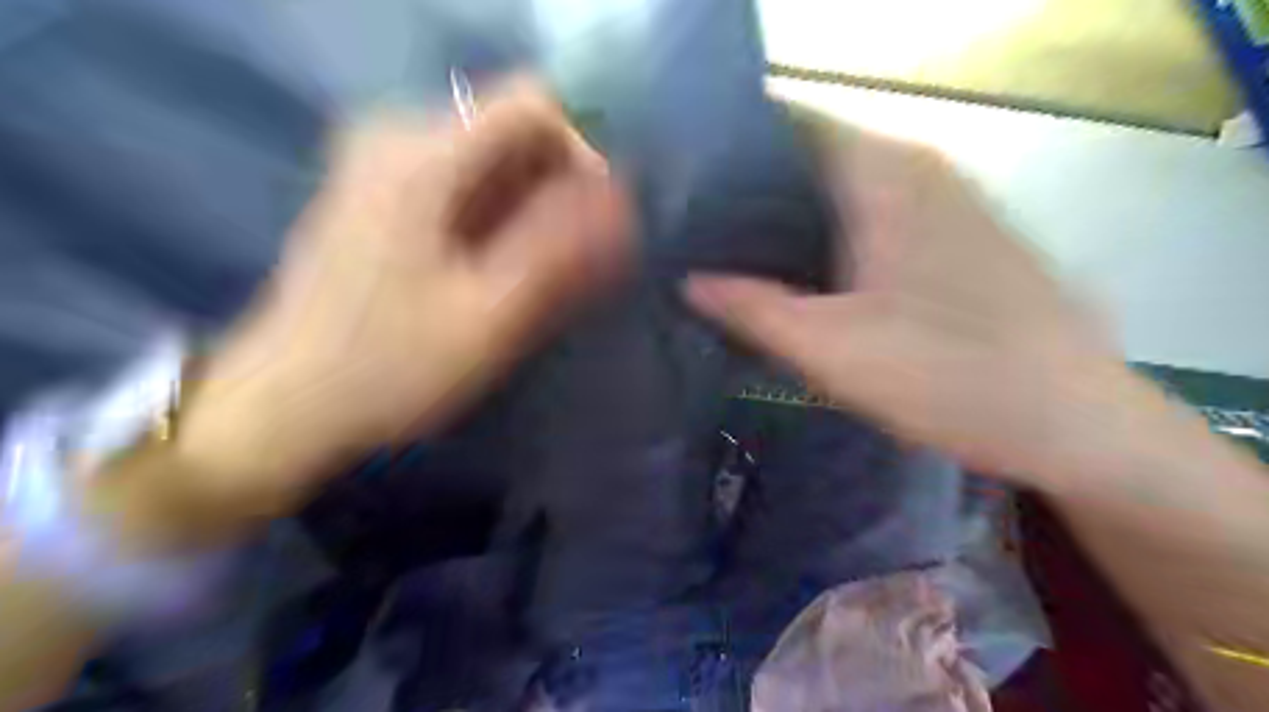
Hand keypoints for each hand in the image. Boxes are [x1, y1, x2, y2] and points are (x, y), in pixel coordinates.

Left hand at [145, 80, 630, 531]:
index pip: (534, 104)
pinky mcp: (381, 193)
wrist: (288, 403)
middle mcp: (399, 137)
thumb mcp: (490, 316)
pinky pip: (464, 183)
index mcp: (423, 155)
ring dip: (533, 209)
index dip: (583, 152)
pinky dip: (500, 218)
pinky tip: (503, 270)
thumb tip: (621, 197)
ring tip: (544, 276)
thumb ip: (558, 250)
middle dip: (560, 190)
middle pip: (512, 131)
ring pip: (492, 161)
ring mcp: (384, 163)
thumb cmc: (392, 367)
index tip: (598, 219)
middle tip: (577, 263)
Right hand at [685, 127, 1119, 483]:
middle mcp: (918, 168)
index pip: (790, 125)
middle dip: (753, 188)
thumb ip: (753, 309)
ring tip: (733, 248)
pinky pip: (875, 214)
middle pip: (814, 156)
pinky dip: (830, 232)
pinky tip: (804, 271)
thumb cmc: (949, 377)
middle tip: (697, 230)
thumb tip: (689, 280)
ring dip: (792, 213)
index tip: (683, 188)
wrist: (1075, 422)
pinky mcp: (958, 235)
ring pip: (845, 187)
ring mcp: (945, 199)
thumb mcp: (832, 350)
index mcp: (884, 175)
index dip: (731, 152)